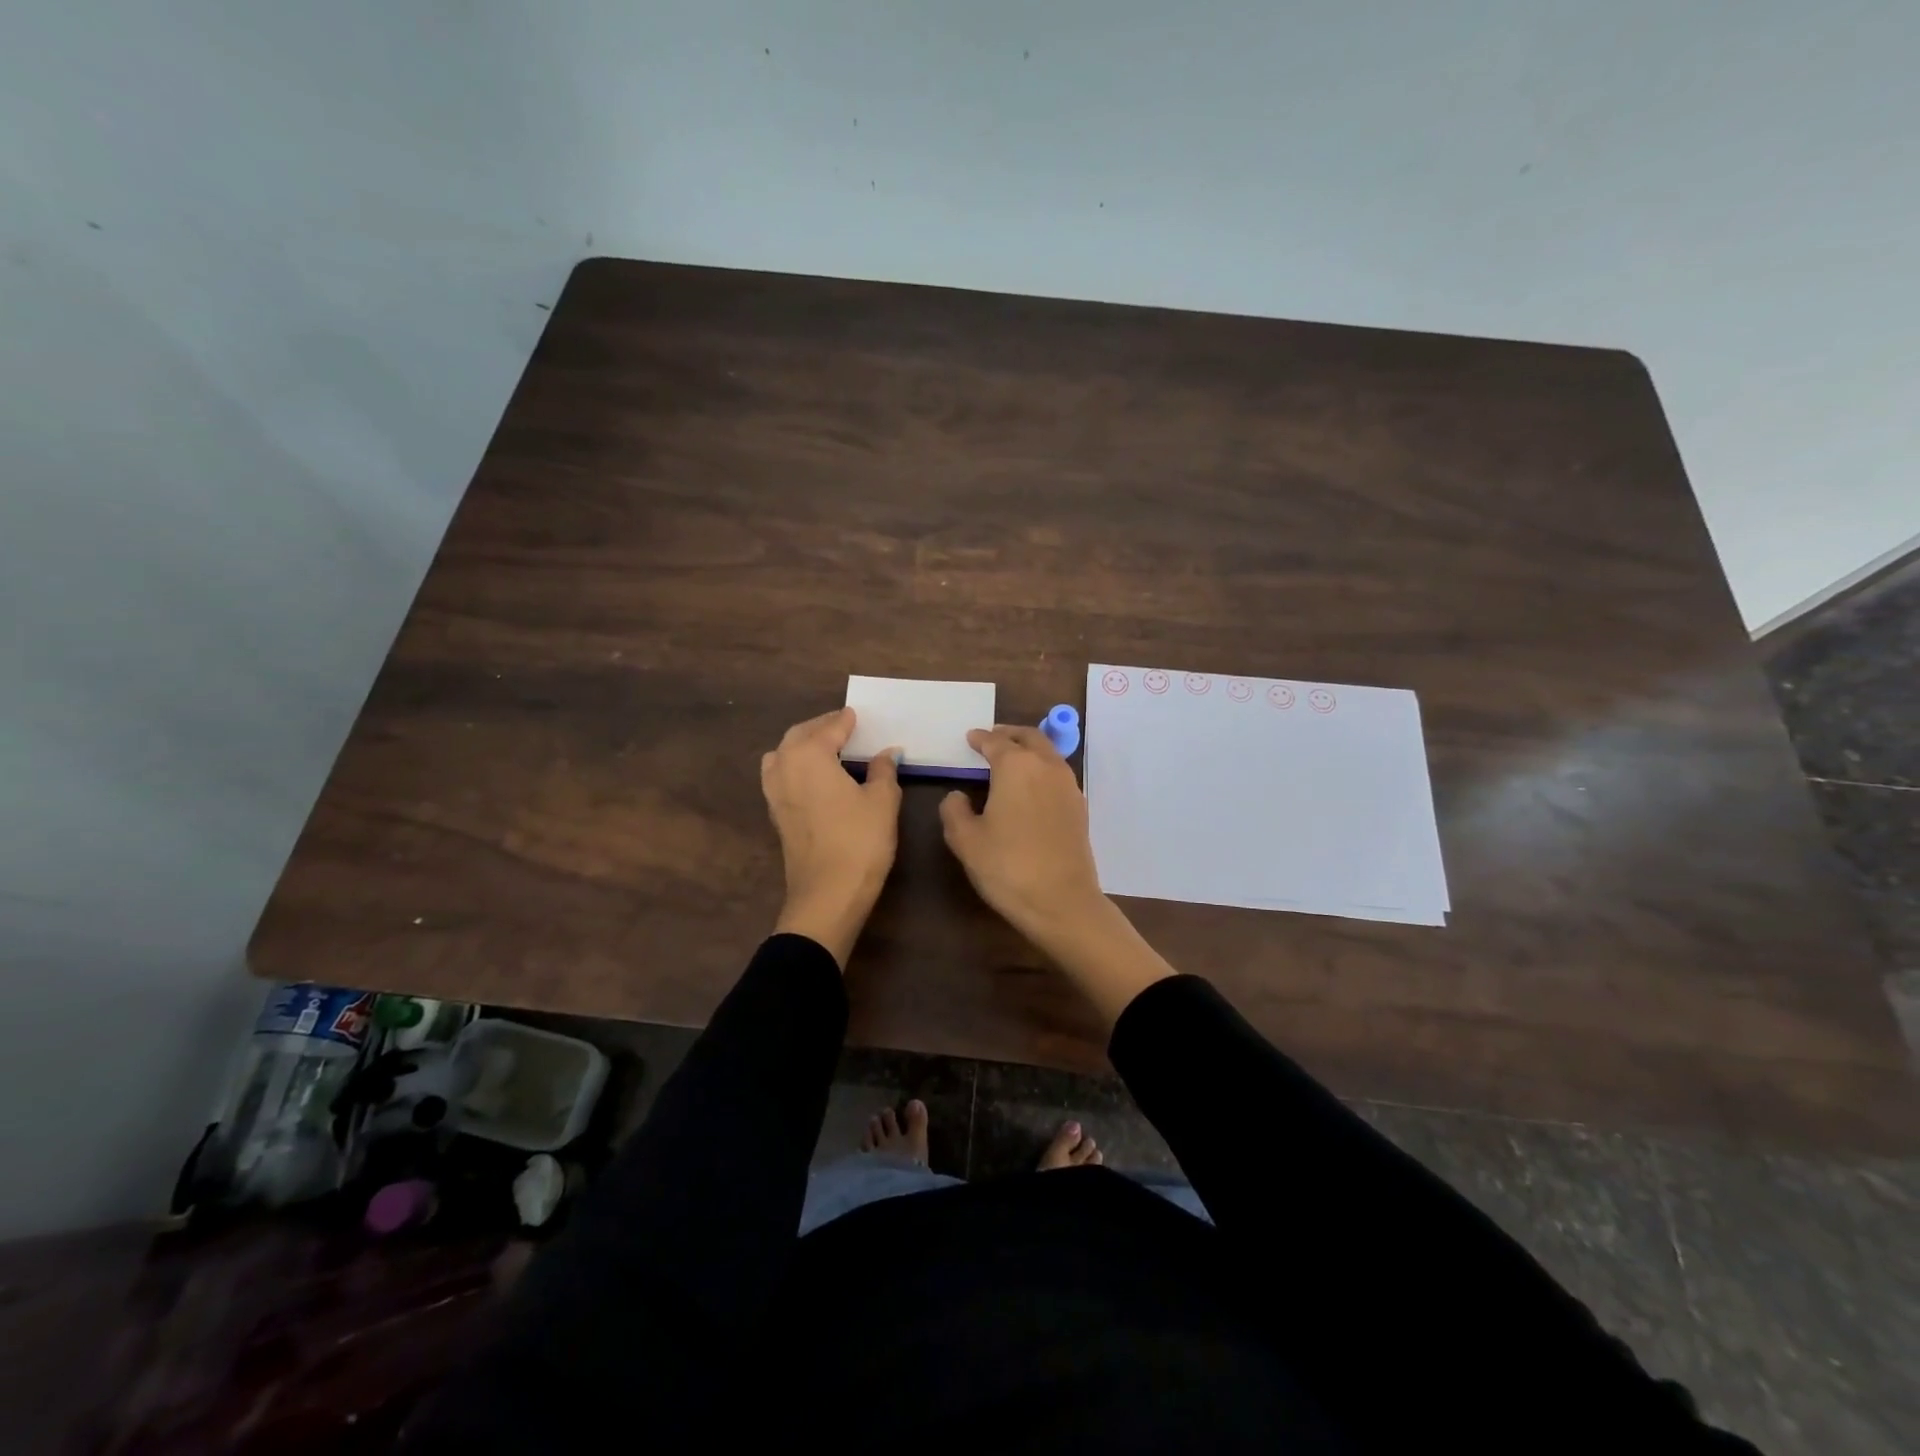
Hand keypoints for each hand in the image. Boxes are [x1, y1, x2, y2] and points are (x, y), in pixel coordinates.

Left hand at [762, 708, 901, 967]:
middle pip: (799, 735)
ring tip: (828, 749)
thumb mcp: (883, 801)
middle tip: (845, 726)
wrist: (828, 895)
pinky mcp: (776, 814)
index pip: (830, 727)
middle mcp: (785, 766)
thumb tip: (887, 753)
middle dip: (821, 727)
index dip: (846, 720)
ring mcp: (775, 792)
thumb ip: (883, 770)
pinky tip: (816, 777)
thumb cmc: (860, 841)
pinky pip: (781, 775)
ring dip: (803, 745)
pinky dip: (796, 766)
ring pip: (784, 754)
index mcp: (809, 755)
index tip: (858, 714)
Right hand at [940, 725, 1175, 1024]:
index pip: (995, 742)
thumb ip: (955, 810)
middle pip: (1029, 738)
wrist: (1062, 901)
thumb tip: (957, 796)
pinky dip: (1042, 769)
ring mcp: (1068, 786)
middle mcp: (1046, 766)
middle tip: (993, 738)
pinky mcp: (1079, 807)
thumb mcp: (966, 840)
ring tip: (1011, 760)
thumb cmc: (1007, 866)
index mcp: (1016, 766)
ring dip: (1029, 749)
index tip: (970, 738)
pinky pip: (1058, 774)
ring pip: (1048, 754)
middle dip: (1010, 734)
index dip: (980, 738)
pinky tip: (1030, 787)